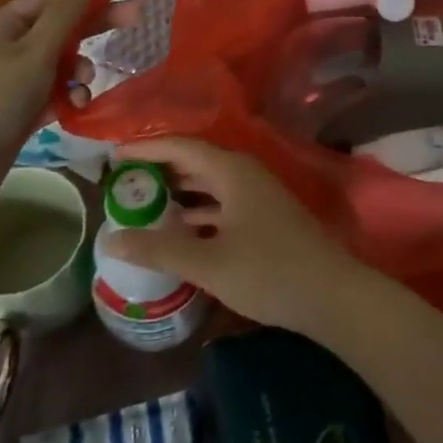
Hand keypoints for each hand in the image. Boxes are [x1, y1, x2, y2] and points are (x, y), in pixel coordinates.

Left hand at [0, 0, 95, 205]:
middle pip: (59, 30)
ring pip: (58, 65)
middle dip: (93, 30)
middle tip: (135, 23)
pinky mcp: (17, 112)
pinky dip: (66, 97)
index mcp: (3, 25)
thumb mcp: (34, 52)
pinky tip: (76, 107)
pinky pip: (51, 94)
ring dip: (78, 71)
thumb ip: (65, 13)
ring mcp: (11, 82)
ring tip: (85, 85)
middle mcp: (6, 48)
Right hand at [97, 138, 364, 334]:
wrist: (331, 295)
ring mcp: (257, 196)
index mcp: (232, 171)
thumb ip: (159, 250)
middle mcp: (244, 174)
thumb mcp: (208, 263)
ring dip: (177, 193)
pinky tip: (178, 231)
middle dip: (159, 170)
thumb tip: (111, 240)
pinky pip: (221, 204)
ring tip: (141, 205)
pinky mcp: (264, 218)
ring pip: (209, 185)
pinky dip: (196, 212)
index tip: (113, 157)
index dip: (146, 148)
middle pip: (195, 162)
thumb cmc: (269, 271)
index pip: (181, 147)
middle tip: (122, 182)